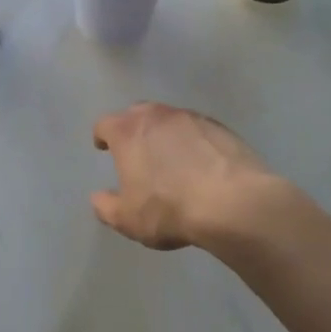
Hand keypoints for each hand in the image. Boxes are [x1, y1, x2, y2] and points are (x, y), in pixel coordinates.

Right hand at [90, 103, 281, 250]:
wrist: (232, 202)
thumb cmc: (169, 208)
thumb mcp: (127, 218)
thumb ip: (106, 206)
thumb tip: (98, 197)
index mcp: (128, 132)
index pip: (105, 124)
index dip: (101, 135)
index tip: (102, 147)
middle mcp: (157, 116)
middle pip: (137, 113)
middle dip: (132, 128)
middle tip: (135, 150)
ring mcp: (191, 117)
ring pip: (169, 118)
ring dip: (164, 133)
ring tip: (169, 157)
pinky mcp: (219, 127)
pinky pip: (196, 129)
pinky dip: (192, 140)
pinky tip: (199, 162)